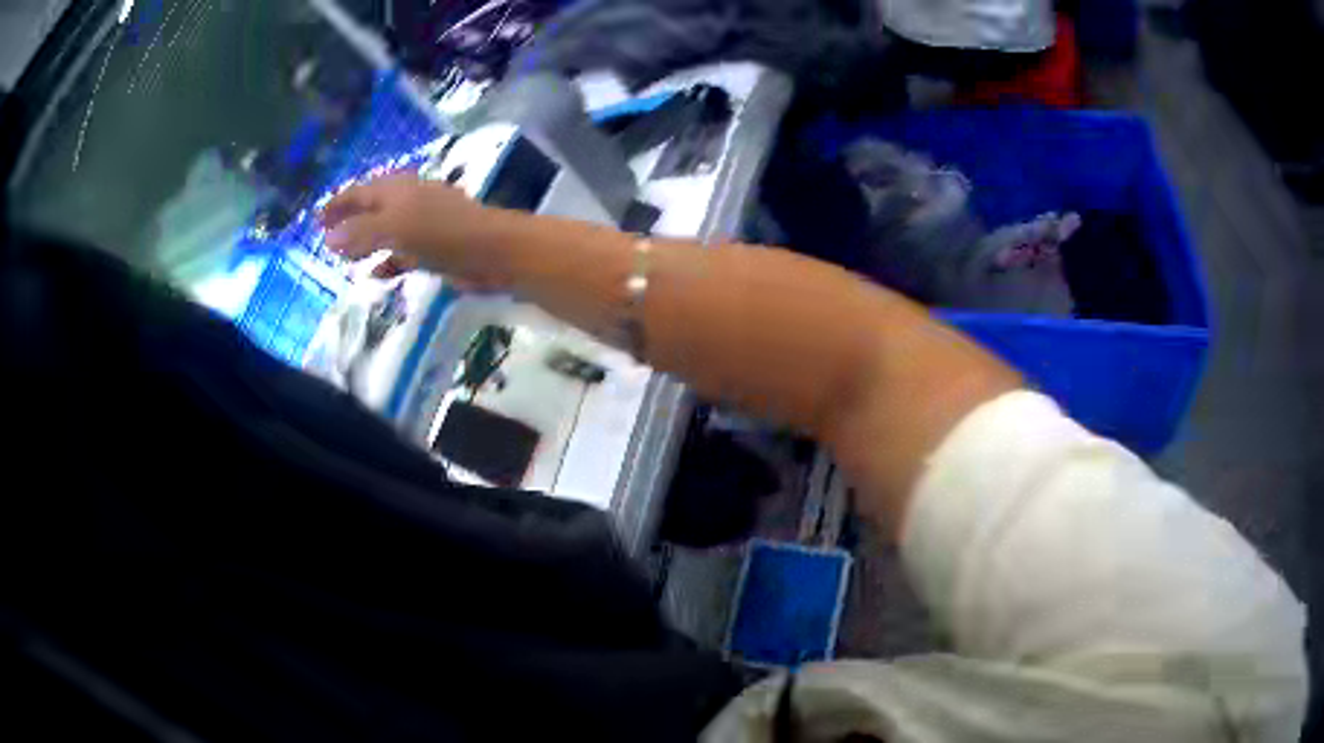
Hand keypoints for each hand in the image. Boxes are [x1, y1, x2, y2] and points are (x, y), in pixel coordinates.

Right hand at [319, 172, 508, 284]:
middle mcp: (408, 202)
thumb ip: (361, 232)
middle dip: (348, 222)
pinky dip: (387, 262)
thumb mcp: (396, 228)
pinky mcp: (435, 248)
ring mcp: (423, 225)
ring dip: (365, 243)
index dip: (337, 204)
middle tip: (325, 237)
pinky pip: (403, 254)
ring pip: (385, 231)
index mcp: (397, 190)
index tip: (316, 220)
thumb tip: (328, 239)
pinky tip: (376, 276)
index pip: (359, 192)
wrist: (493, 252)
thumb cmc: (442, 233)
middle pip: (371, 209)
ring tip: (344, 259)